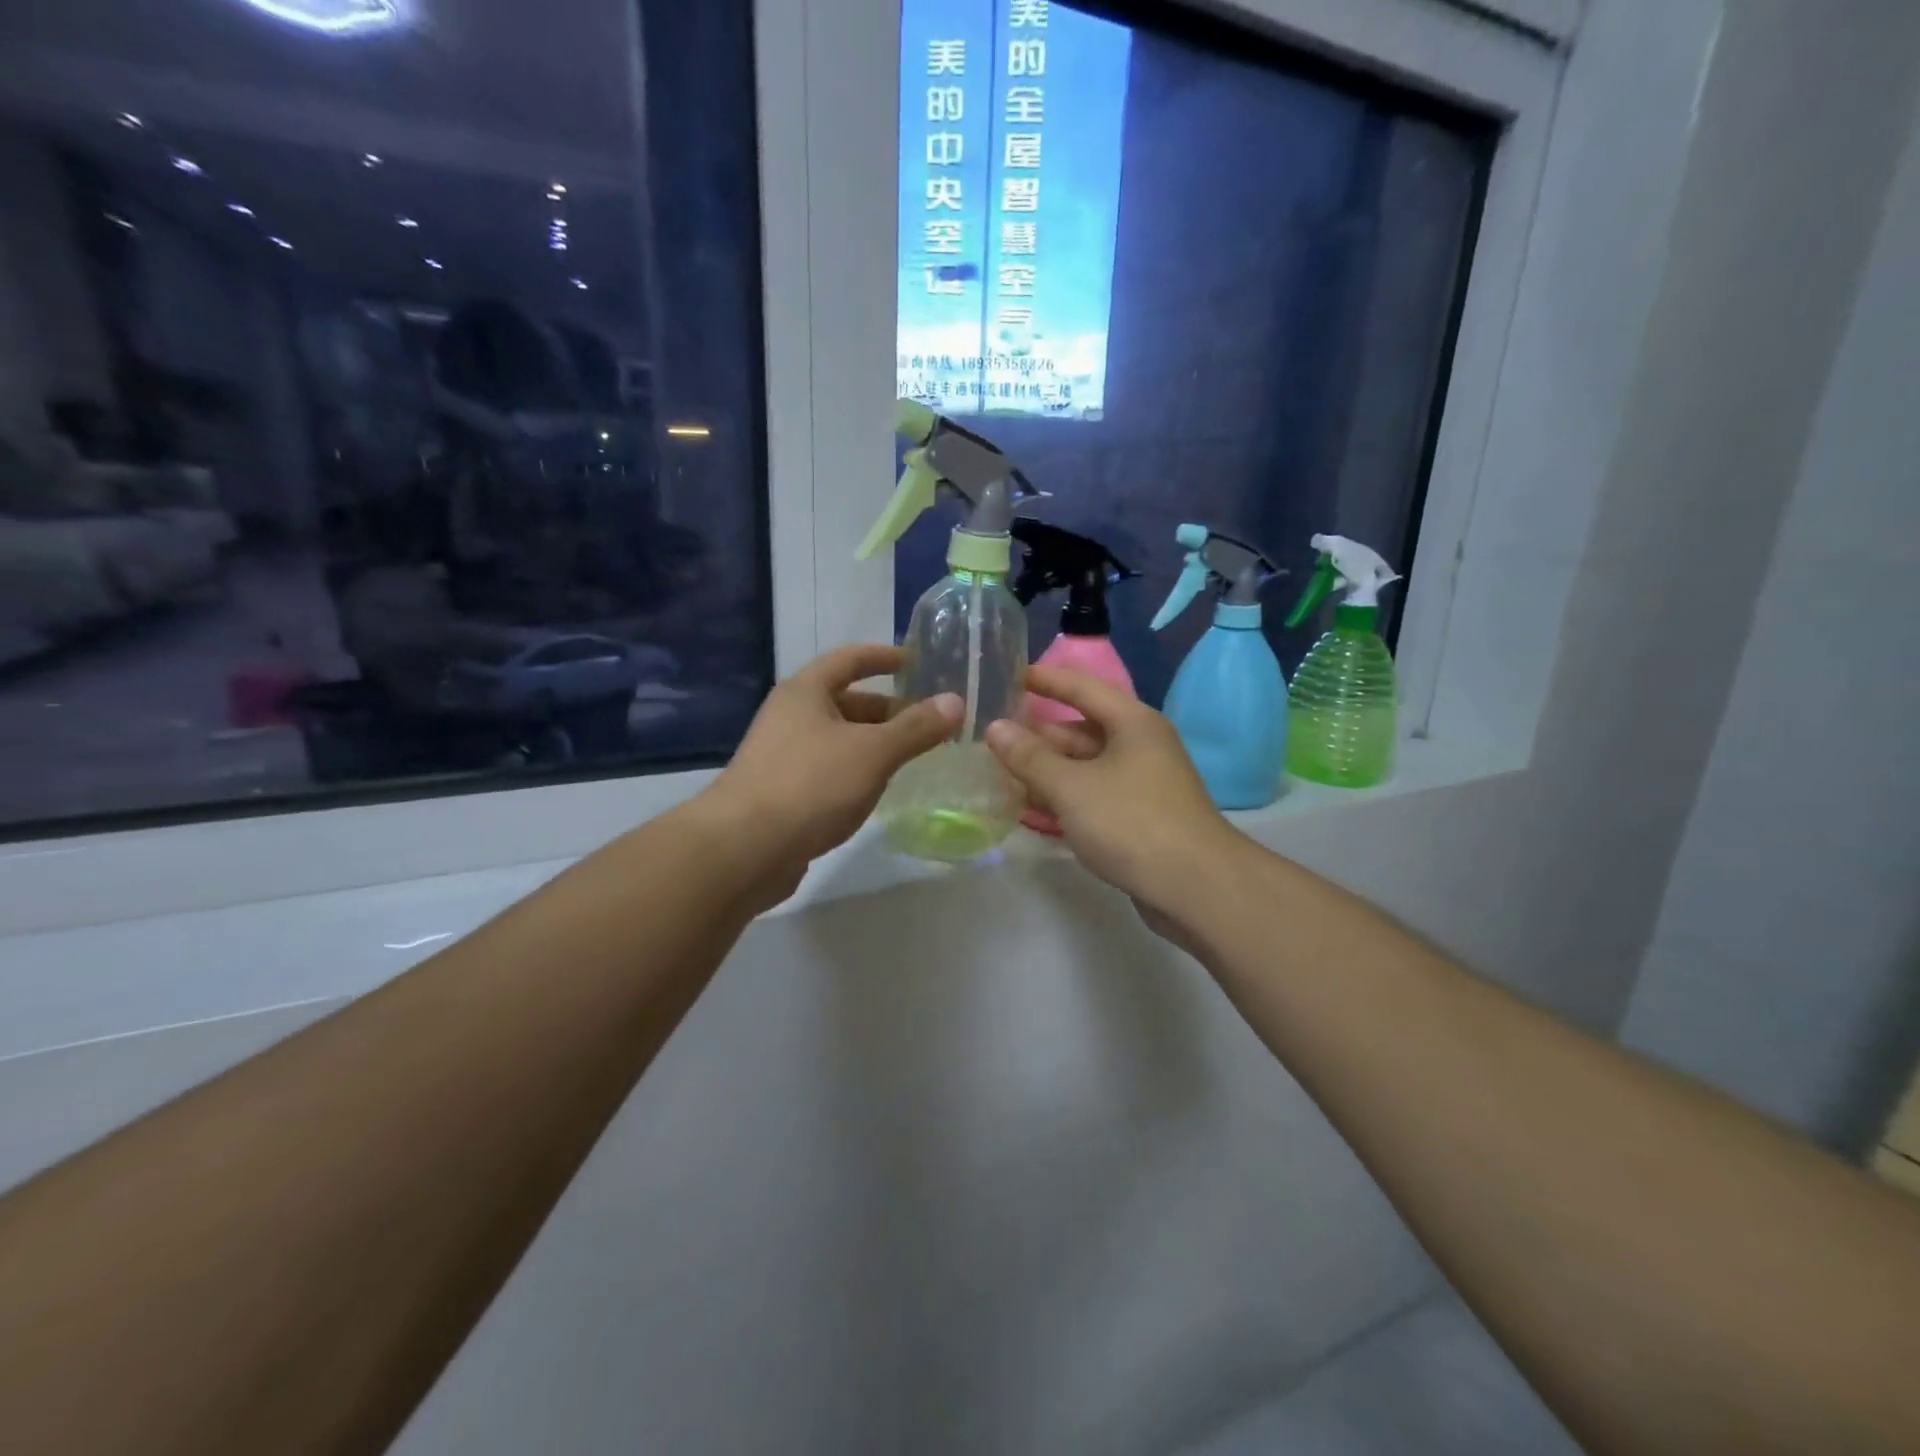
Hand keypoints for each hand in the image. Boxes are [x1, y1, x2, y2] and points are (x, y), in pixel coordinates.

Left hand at [702, 645, 960, 894]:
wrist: (743, 849)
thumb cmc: (810, 785)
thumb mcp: (872, 752)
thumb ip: (916, 727)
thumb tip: (955, 701)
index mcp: (805, 691)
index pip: (850, 659)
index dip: (885, 657)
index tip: (918, 663)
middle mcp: (790, 715)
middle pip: (845, 701)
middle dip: (887, 709)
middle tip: (928, 722)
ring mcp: (782, 755)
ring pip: (838, 738)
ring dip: (873, 743)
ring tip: (912, 757)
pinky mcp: (781, 791)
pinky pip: (828, 769)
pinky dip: (856, 771)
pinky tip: (877, 790)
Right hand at [985, 667, 1240, 917]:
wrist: (1195, 888)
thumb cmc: (1131, 822)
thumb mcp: (1071, 787)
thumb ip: (1029, 757)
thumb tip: (995, 728)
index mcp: (1132, 723)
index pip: (1082, 687)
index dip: (1046, 679)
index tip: (1012, 676)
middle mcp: (1139, 746)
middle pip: (1080, 732)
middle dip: (1038, 737)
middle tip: (992, 740)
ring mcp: (1141, 784)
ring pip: (1084, 768)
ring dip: (1046, 773)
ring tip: (1000, 776)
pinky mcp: (1138, 818)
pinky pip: (1092, 797)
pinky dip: (1064, 800)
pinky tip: (1031, 812)